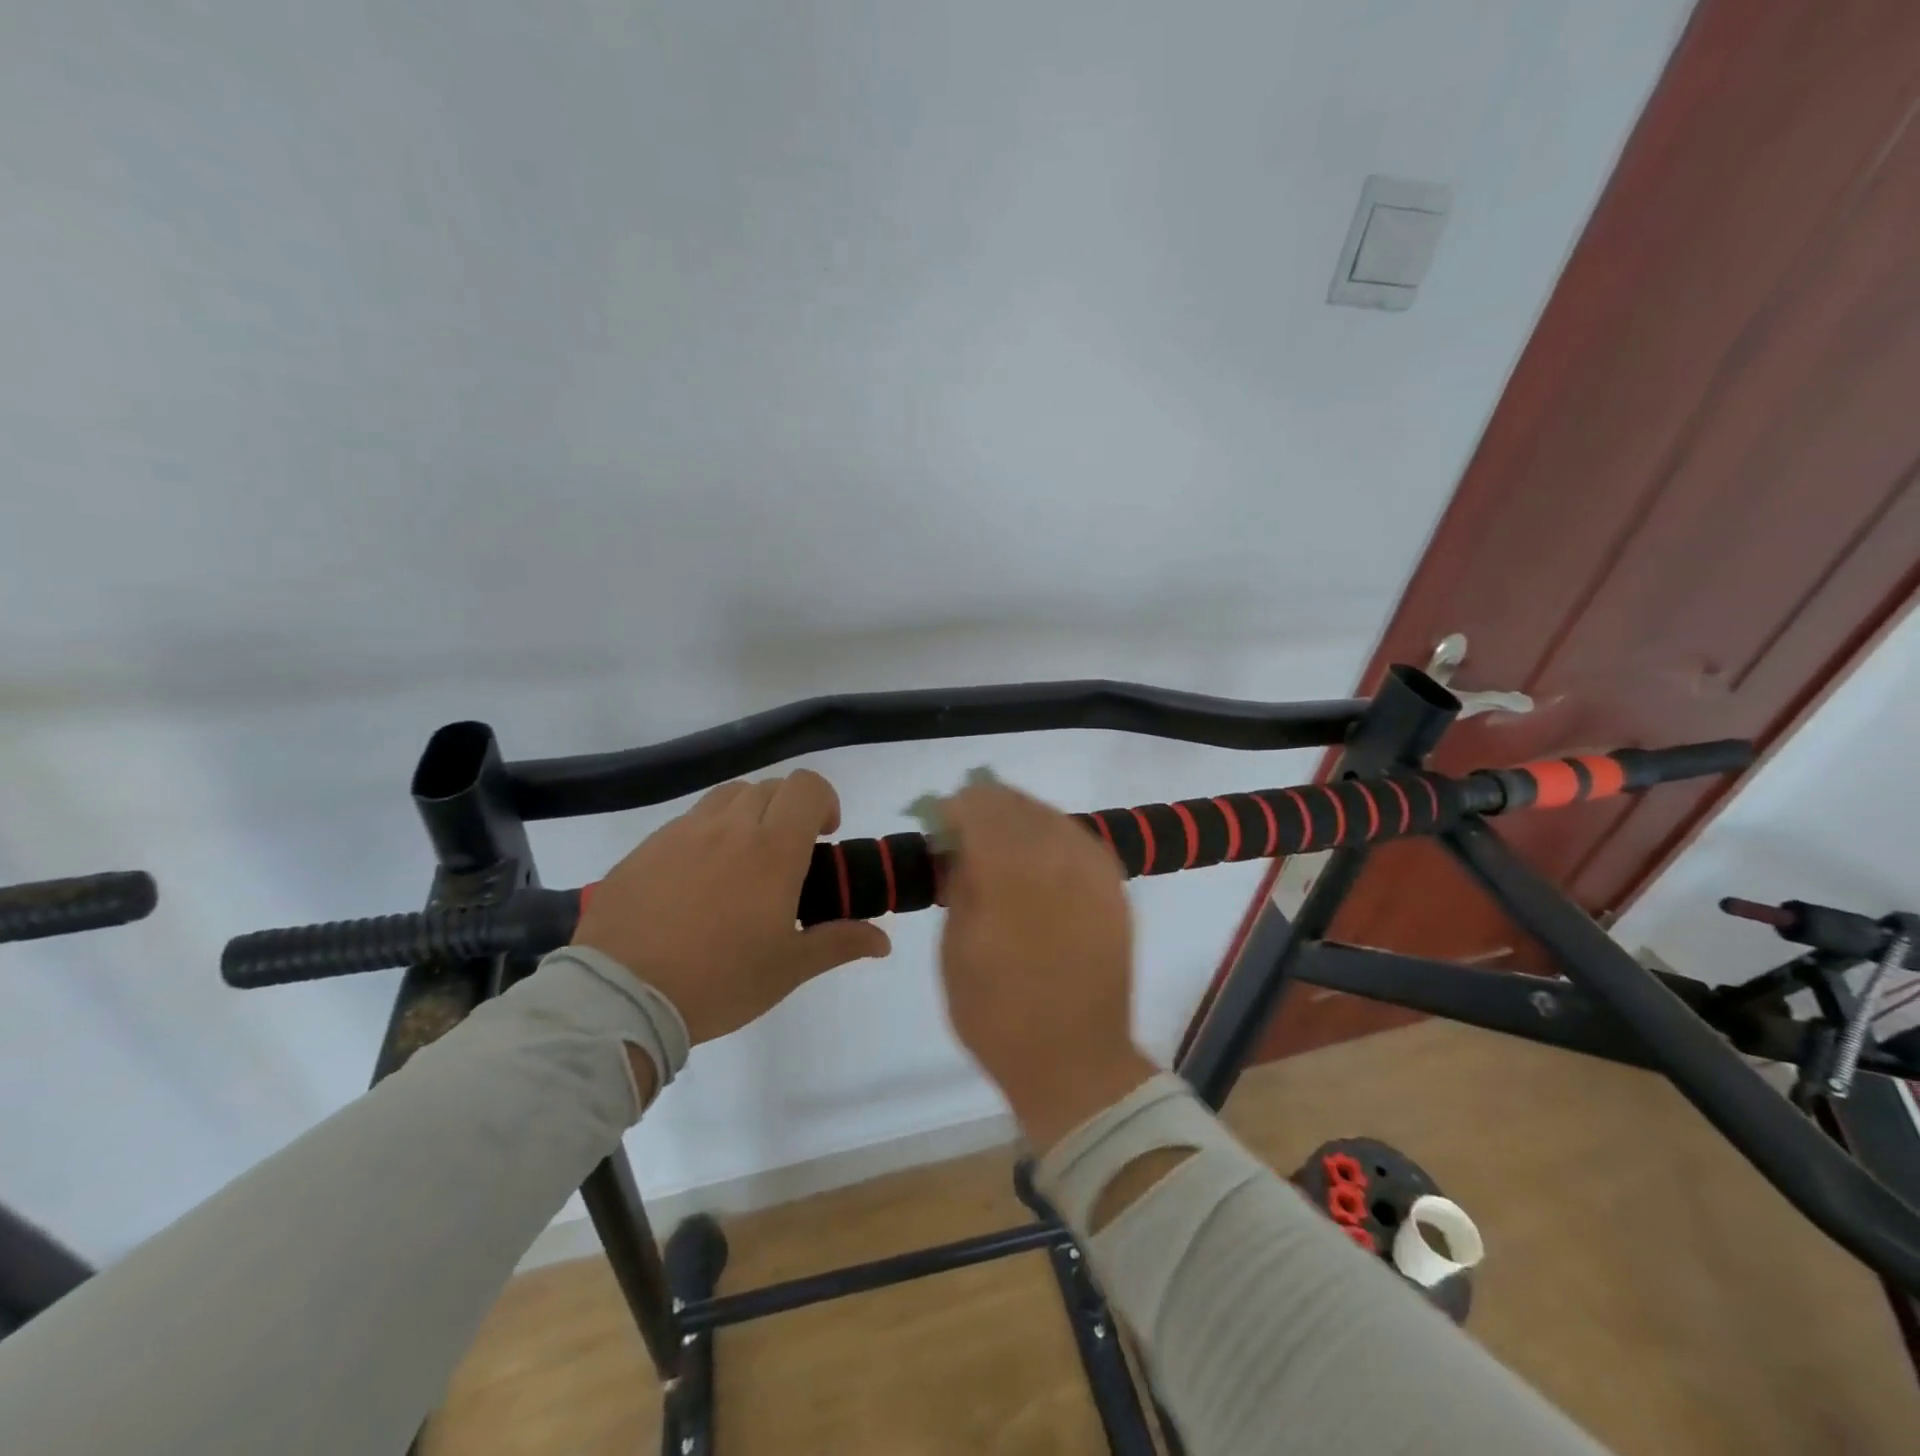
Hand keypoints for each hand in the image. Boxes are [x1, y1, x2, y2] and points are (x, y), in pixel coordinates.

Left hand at [573, 770, 891, 1045]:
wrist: (622, 997)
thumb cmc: (719, 981)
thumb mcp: (789, 968)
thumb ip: (839, 943)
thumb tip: (882, 941)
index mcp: (772, 849)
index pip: (807, 787)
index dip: (824, 800)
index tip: (824, 835)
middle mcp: (729, 827)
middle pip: (770, 788)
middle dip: (789, 810)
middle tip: (788, 856)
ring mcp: (682, 833)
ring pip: (727, 796)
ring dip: (748, 814)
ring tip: (744, 860)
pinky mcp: (645, 848)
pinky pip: (687, 821)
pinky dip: (706, 834)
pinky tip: (697, 880)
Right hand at [938, 781, 1157, 1152]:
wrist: (1076, 1061)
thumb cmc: (998, 1014)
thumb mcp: (954, 948)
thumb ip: (958, 883)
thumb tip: (958, 845)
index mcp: (1010, 870)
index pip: (977, 807)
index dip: (952, 808)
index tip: (936, 822)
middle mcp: (1057, 855)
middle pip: (1015, 803)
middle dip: (983, 808)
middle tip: (962, 833)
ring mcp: (1093, 869)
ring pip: (1049, 815)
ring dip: (1017, 819)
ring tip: (997, 845)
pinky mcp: (1115, 887)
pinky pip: (1077, 839)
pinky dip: (1050, 837)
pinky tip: (1035, 860)